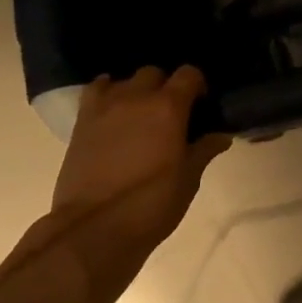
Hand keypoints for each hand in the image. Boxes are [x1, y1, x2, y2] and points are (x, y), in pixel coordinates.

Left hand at [49, 66, 232, 263]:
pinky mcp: (80, 124)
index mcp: (169, 108)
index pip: (189, 74)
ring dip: (134, 90)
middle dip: (164, 86)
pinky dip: (105, 94)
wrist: (94, 229)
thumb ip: (204, 150)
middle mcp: (136, 98)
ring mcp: (104, 109)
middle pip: (153, 73)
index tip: (201, 105)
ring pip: (122, 80)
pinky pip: (94, 93)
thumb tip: (220, 135)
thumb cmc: (152, 203)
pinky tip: (112, 113)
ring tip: (138, 113)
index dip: (197, 85)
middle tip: (170, 112)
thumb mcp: (188, 179)